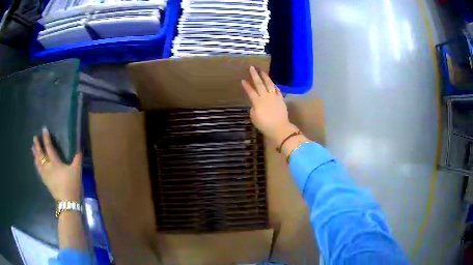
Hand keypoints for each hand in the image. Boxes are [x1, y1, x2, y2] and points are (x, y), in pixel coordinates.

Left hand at [32, 127, 81, 201]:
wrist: (67, 202)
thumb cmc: (71, 185)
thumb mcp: (77, 171)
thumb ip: (77, 159)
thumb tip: (79, 148)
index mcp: (55, 163)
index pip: (49, 147)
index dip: (46, 138)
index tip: (44, 129)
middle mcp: (48, 167)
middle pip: (41, 154)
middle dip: (37, 145)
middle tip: (35, 138)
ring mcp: (45, 175)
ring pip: (38, 162)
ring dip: (35, 154)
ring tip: (32, 148)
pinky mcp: (45, 181)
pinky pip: (38, 170)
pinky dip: (36, 164)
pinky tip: (35, 162)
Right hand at [241, 66, 297, 143]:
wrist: (280, 128)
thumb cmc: (265, 125)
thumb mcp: (254, 118)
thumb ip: (253, 108)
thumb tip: (255, 103)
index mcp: (257, 102)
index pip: (250, 91)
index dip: (246, 85)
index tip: (243, 80)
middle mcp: (265, 96)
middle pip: (259, 84)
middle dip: (255, 75)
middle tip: (252, 67)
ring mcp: (274, 97)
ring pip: (269, 84)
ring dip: (265, 76)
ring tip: (262, 71)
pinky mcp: (281, 99)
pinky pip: (277, 89)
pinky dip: (274, 85)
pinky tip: (272, 83)